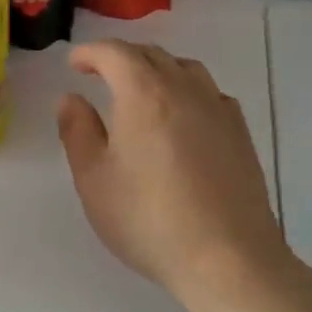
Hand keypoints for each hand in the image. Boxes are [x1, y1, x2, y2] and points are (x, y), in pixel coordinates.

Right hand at [58, 41, 291, 311]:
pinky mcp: (240, 134)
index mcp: (144, 94)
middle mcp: (184, 90)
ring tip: (141, 89)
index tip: (74, 64)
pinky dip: (187, 90)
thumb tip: (71, 99)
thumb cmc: (149, 218)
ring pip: (185, 68)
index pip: (115, 53)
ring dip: (157, 69)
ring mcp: (218, 110)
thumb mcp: (94, 179)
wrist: (228, 259)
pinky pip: (210, 93)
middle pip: (151, 55)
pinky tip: (182, 116)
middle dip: (121, 57)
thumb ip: (78, 131)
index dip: (90, 52)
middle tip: (99, 74)